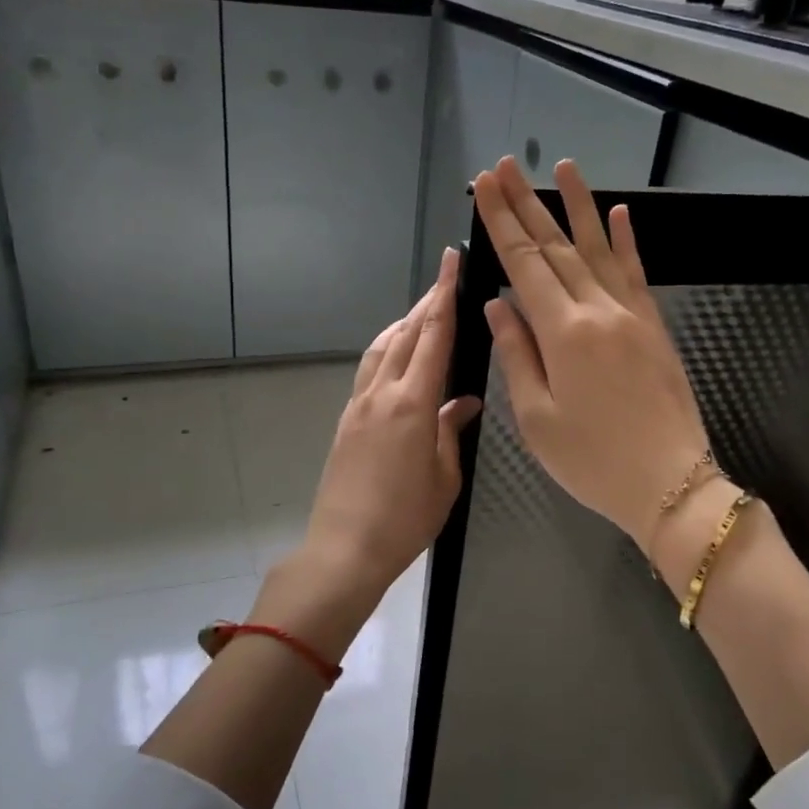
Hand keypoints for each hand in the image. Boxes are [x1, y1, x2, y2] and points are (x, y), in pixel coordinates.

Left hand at [261, 247, 479, 655]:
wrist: (345, 548)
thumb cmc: (405, 519)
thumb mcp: (444, 477)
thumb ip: (451, 431)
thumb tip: (463, 402)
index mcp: (412, 404)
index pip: (433, 336)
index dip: (444, 295)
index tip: (450, 261)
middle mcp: (381, 393)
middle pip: (406, 334)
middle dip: (427, 302)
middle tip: (446, 279)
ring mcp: (359, 405)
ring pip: (382, 349)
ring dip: (404, 325)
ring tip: (423, 314)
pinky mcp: (347, 421)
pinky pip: (369, 371)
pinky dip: (387, 351)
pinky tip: (398, 358)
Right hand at [474, 156, 710, 549]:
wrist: (670, 484)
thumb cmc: (592, 461)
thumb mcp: (537, 418)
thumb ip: (516, 354)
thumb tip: (498, 305)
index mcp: (563, 334)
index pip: (525, 265)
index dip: (501, 224)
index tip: (485, 187)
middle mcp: (598, 311)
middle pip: (556, 247)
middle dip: (527, 205)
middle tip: (505, 166)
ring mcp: (632, 315)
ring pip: (598, 249)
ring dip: (577, 207)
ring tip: (562, 166)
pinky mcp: (654, 327)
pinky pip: (636, 273)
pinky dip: (625, 241)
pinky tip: (618, 213)